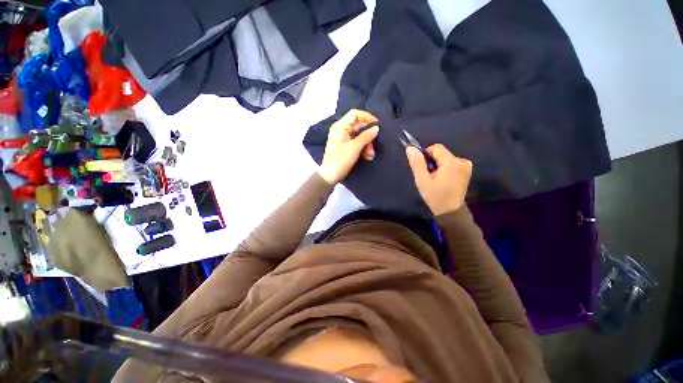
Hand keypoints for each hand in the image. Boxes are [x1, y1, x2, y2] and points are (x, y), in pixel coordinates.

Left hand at [318, 109, 379, 183]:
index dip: (367, 117)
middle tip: (374, 146)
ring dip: (367, 144)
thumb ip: (366, 136)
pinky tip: (367, 156)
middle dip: (368, 136)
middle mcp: (341, 130)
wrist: (330, 175)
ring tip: (370, 154)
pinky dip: (362, 148)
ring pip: (359, 136)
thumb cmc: (341, 160)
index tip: (377, 125)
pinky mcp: (344, 146)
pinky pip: (356, 143)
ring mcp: (342, 138)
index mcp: (340, 126)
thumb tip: (376, 128)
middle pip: (358, 126)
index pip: (355, 114)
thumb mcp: (355, 147)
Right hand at [406, 144, 472, 214]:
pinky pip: (451, 163)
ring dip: (438, 165)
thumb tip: (410, 148)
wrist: (450, 211)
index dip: (426, 155)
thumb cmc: (435, 196)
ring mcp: (466, 166)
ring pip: (445, 158)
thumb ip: (417, 163)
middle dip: (432, 162)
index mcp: (452, 162)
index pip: (435, 148)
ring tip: (435, 179)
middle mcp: (462, 161)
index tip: (423, 168)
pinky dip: (445, 168)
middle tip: (428, 176)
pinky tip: (443, 179)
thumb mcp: (422, 180)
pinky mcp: (467, 170)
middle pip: (441, 153)